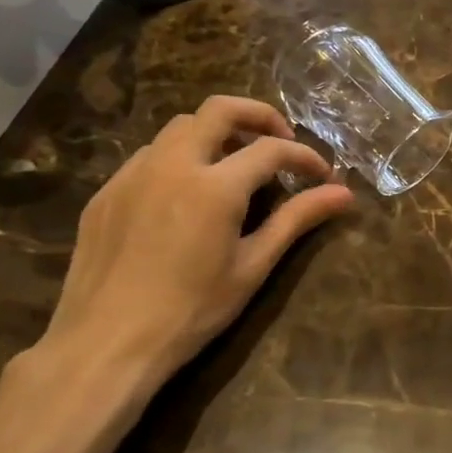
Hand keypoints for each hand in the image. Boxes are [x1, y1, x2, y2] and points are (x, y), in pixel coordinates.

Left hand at [32, 96, 351, 409]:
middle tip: (281, 141)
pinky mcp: (107, 191)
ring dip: (216, 134)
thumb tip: (343, 194)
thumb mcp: (253, 266)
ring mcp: (133, 174)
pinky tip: (187, 194)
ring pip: (180, 127)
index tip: (323, 176)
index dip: (304, 157)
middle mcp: (172, 164)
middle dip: (259, 116)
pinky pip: (150, 155)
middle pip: (219, 109)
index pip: (271, 149)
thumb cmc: (192, 311)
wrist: (107, 343)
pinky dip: (180, 158)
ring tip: (235, 166)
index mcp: (215, 186)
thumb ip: (297, 220)